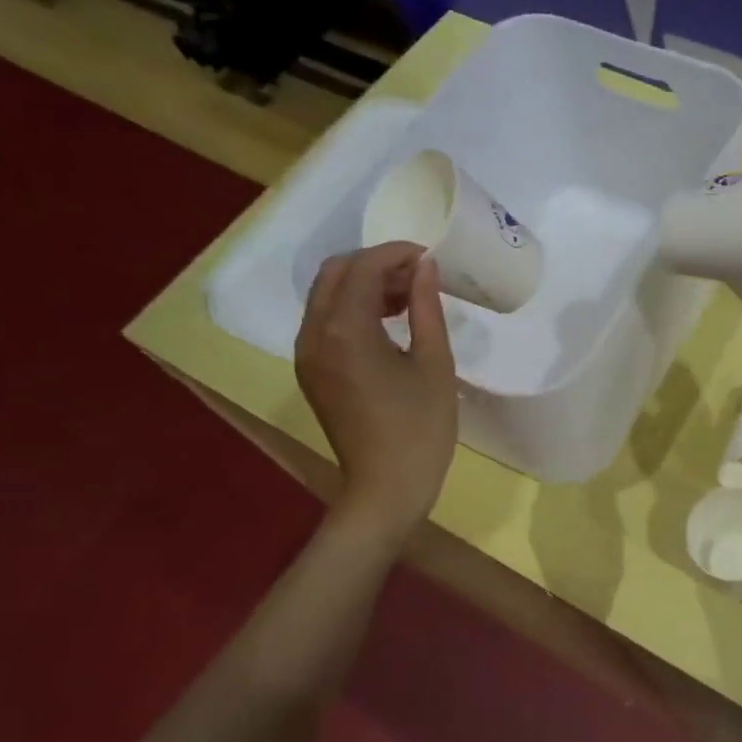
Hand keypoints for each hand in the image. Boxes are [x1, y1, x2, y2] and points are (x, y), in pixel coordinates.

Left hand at [296, 243, 457, 543]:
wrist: (387, 487)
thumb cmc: (421, 428)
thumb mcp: (435, 364)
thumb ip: (426, 308)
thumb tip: (425, 268)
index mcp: (346, 330)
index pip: (364, 268)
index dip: (397, 254)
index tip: (430, 258)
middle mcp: (315, 334)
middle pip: (335, 273)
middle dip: (375, 264)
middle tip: (417, 276)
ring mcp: (306, 354)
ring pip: (326, 296)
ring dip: (362, 285)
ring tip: (407, 298)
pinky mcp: (311, 372)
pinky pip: (324, 322)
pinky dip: (351, 310)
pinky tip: (386, 325)